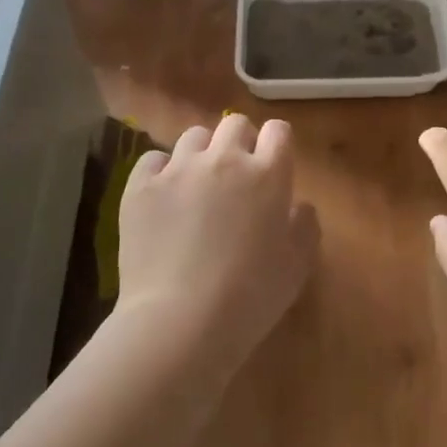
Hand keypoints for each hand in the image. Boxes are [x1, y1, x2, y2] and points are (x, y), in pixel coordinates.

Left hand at [116, 116, 319, 365]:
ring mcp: (179, 169)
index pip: (278, 131)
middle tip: (236, 176)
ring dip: (202, 153)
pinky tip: (164, 197)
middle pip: (235, 124)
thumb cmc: (250, 297)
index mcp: (268, 174)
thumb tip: (298, 205)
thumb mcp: (297, 266)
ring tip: (197, 184)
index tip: (272, 165)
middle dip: (239, 142)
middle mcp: (225, 159)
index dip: (276, 145)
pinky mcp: (141, 186)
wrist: (180, 322)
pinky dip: (161, 171)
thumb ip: (305, 225)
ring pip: (194, 136)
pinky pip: (153, 159)